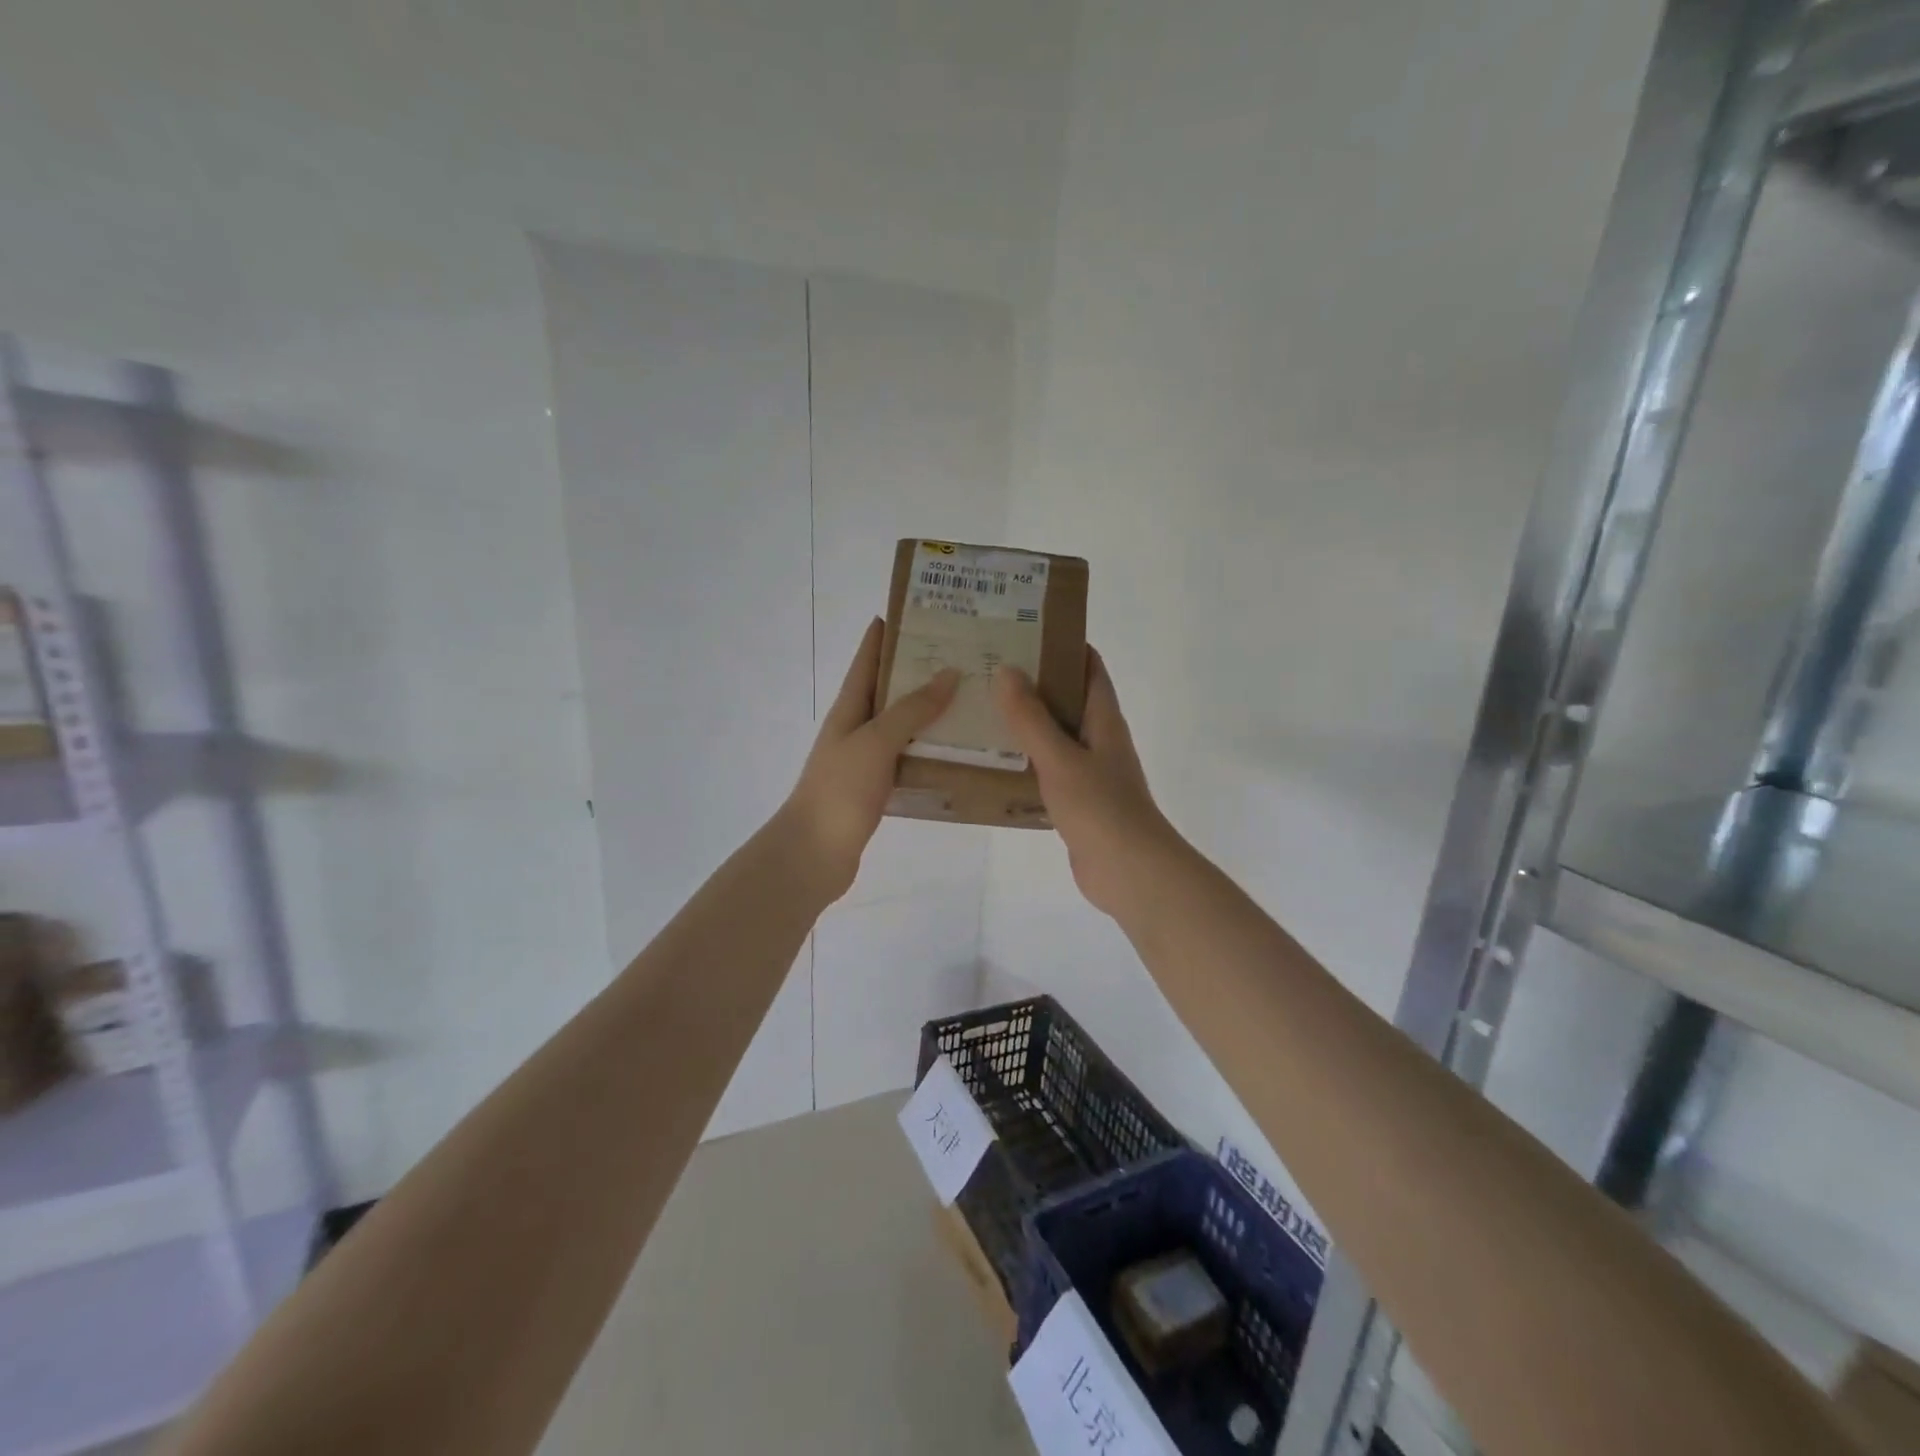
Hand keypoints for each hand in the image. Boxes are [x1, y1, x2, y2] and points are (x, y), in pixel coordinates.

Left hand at [780, 618, 958, 903]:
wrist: (814, 853)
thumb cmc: (840, 789)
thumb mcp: (876, 741)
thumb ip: (911, 709)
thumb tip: (948, 673)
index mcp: (849, 708)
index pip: (867, 659)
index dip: (885, 634)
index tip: (917, 611)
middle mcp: (856, 727)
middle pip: (888, 689)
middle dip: (919, 669)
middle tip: (962, 654)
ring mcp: (866, 759)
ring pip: (902, 724)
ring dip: (930, 710)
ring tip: (970, 696)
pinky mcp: (877, 787)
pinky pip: (908, 756)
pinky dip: (930, 748)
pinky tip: (958, 748)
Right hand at [992, 649, 1183, 917]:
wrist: (1128, 871)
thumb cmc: (1099, 807)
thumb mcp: (1059, 757)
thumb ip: (1031, 717)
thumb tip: (1006, 670)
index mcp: (1103, 719)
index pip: (1089, 667)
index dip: (1064, 644)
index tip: (1024, 630)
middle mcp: (1099, 739)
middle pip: (1067, 698)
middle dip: (1034, 682)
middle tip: (988, 668)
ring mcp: (1089, 771)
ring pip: (1055, 735)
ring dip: (1026, 722)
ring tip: (982, 709)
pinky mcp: (1077, 800)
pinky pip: (1048, 769)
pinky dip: (1025, 759)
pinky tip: (993, 761)